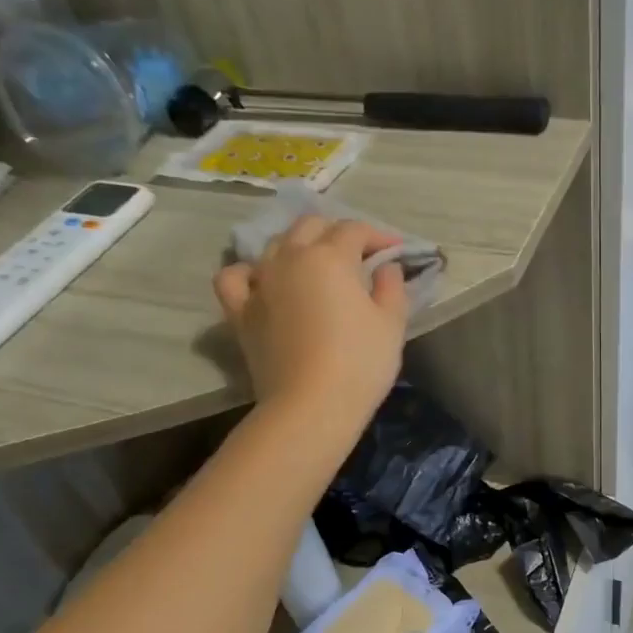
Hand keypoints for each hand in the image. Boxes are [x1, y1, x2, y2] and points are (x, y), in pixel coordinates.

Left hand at [213, 216, 408, 424]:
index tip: (396, 251)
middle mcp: (289, 258)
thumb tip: (386, 267)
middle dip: (337, 232)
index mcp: (330, 257)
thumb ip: (392, 287)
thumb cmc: (360, 363)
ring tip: (316, 265)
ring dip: (299, 246)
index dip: (379, 236)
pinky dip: (249, 272)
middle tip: (358, 254)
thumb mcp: (392, 324)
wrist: (311, 406)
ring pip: (274, 244)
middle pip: (310, 226)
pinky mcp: (240, 311)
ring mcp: (260, 283)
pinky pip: (236, 277)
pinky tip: (264, 281)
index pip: (355, 230)